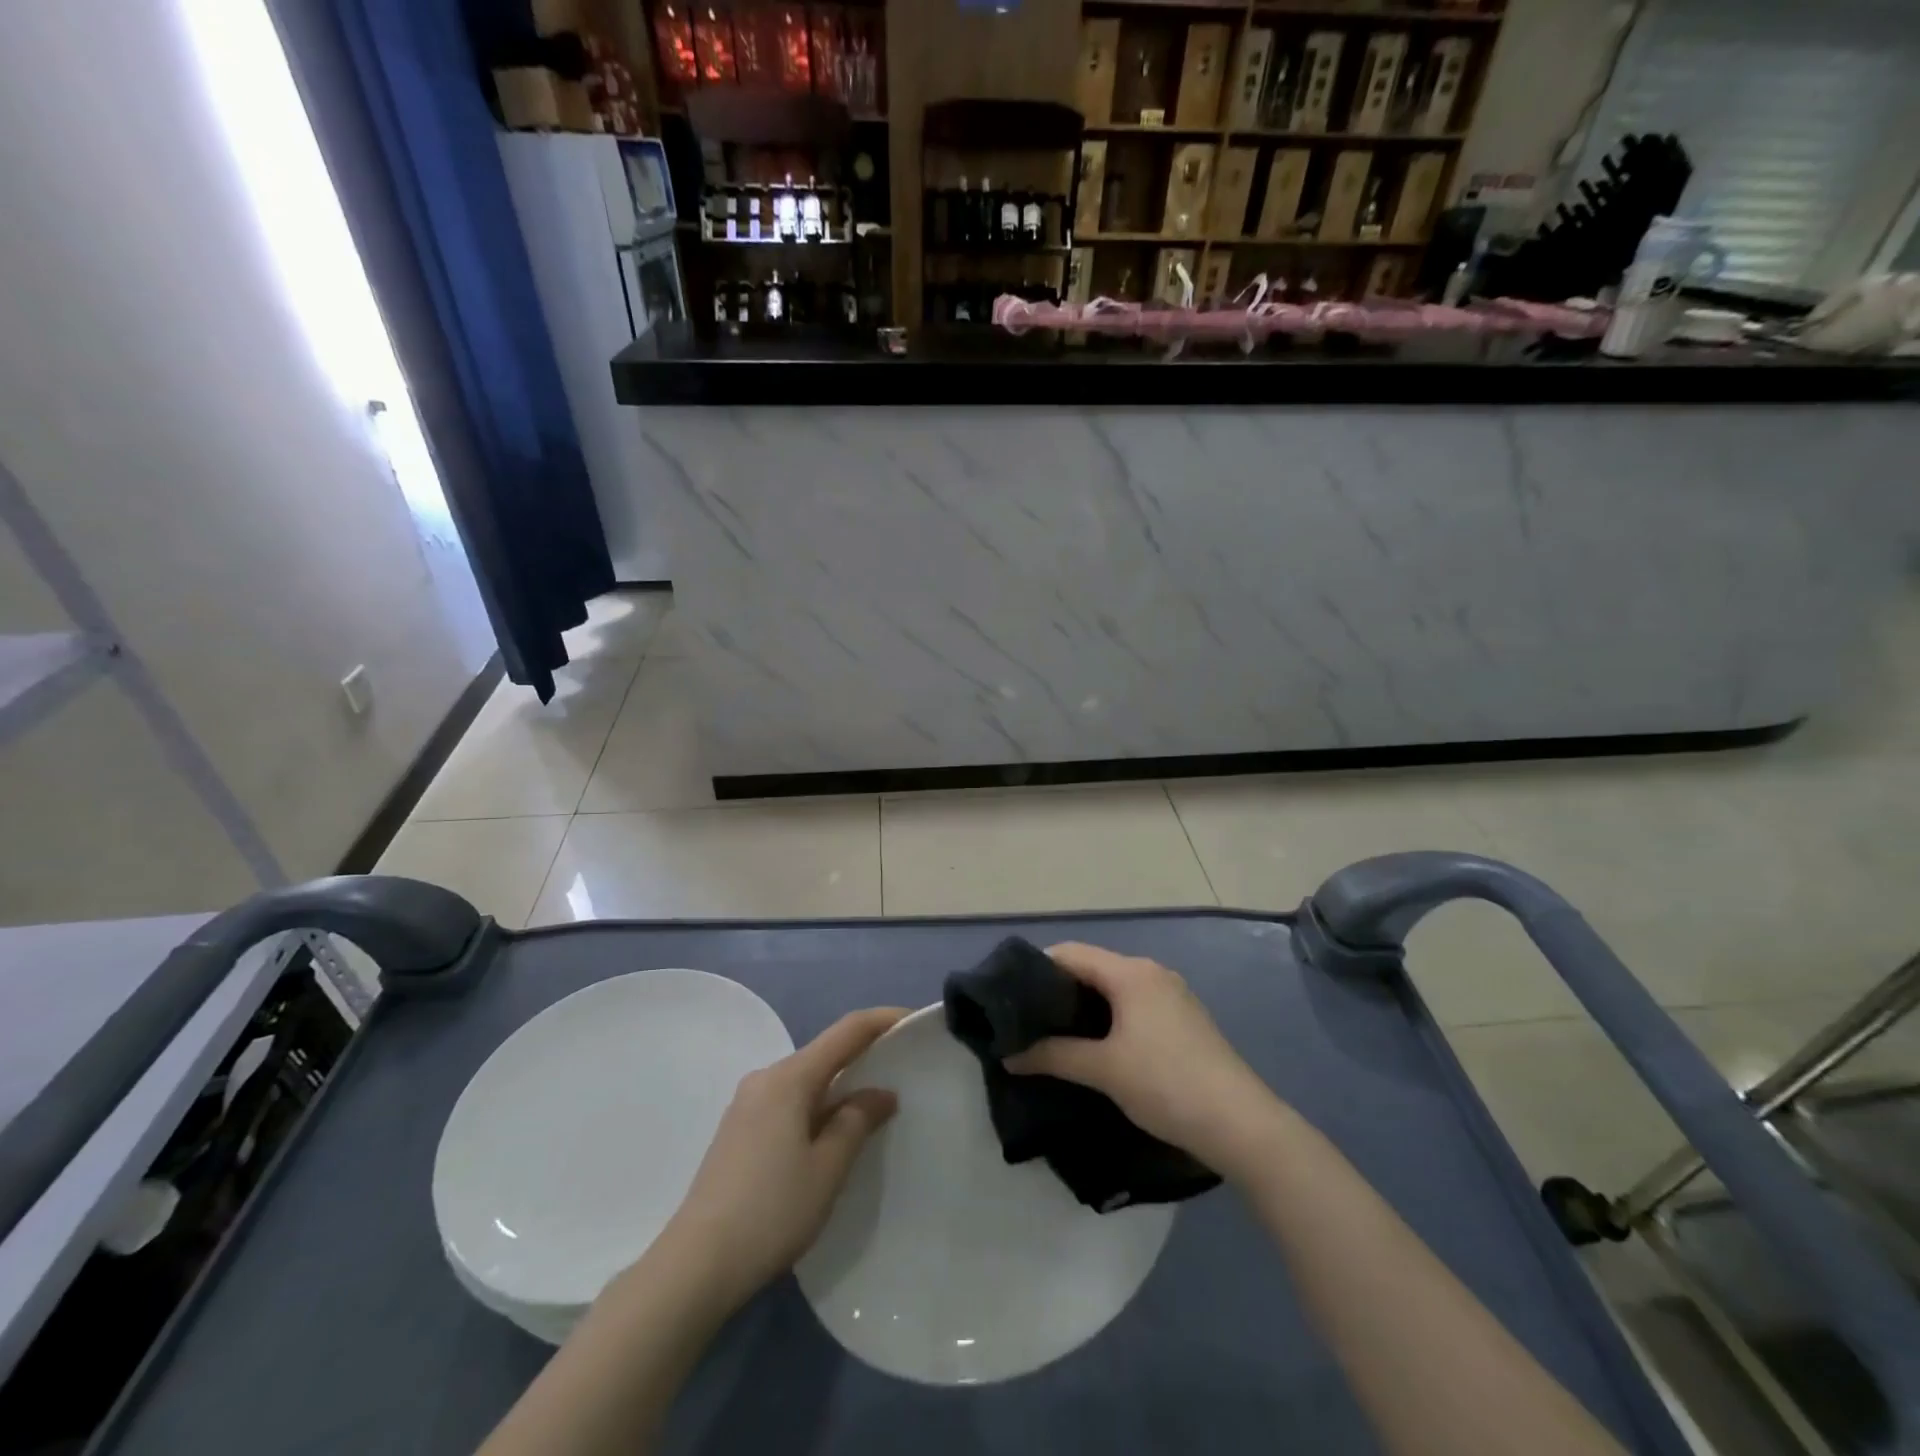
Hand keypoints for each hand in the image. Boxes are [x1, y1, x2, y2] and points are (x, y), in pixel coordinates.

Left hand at [659, 1007, 906, 1308]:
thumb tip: (881, 1093)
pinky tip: (831, 1132)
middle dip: (864, 1054)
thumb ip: (857, 1121)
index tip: (914, 1021)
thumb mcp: (827, 1169)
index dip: (883, 1020)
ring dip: (840, 1084)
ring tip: (873, 1105)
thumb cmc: (770, 1212)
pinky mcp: (738, 1129)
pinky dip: (817, 1104)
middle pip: (824, 1052)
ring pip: (806, 1078)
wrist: (694, 1266)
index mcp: (790, 1077)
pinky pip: (789, 1099)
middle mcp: (766, 1078)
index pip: (847, 1031)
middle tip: (902, 1069)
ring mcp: (747, 1103)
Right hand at [1005, 943, 1278, 1177]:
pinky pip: (1133, 1003)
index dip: (1037, 968)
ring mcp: (1171, 994)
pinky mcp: (1183, 1019)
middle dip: (1058, 989)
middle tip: (1027, 1018)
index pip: (1071, 953)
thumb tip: (1009, 1056)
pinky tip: (1096, 1045)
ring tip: (1054, 1034)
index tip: (1010, 995)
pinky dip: (1109, 1016)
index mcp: (1131, 972)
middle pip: (1092, 967)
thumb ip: (1053, 1056)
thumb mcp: (1104, 1070)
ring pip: (1114, 987)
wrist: (1241, 1124)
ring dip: (1084, 1005)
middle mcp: (1151, 972)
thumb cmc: (1166, 1084)